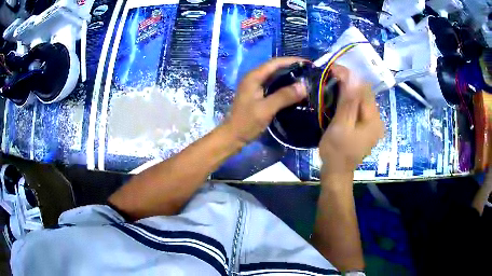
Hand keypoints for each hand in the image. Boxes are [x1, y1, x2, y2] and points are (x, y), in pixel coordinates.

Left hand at [223, 57, 307, 144]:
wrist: (233, 136)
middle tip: (309, 72)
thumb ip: (284, 96)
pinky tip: (294, 91)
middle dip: (292, 68)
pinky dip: (284, 85)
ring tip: (305, 79)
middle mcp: (254, 78)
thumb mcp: (266, 109)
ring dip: (289, 76)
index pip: (275, 63)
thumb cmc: (247, 122)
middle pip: (275, 67)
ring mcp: (255, 86)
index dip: (292, 61)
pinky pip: (274, 85)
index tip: (308, 64)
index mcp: (254, 77)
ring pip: (275, 76)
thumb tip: (304, 85)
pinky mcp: (258, 94)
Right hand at [319, 65, 383, 175]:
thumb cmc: (336, 151)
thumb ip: (348, 102)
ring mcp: (373, 124)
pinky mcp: (368, 126)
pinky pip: (361, 107)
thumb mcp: (341, 126)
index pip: (364, 89)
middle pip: (365, 93)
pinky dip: (351, 99)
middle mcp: (377, 119)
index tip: (333, 69)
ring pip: (363, 99)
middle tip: (331, 76)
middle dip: (349, 82)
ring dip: (349, 89)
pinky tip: (341, 98)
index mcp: (373, 120)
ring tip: (333, 84)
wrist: (337, 172)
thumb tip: (351, 77)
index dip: (349, 76)